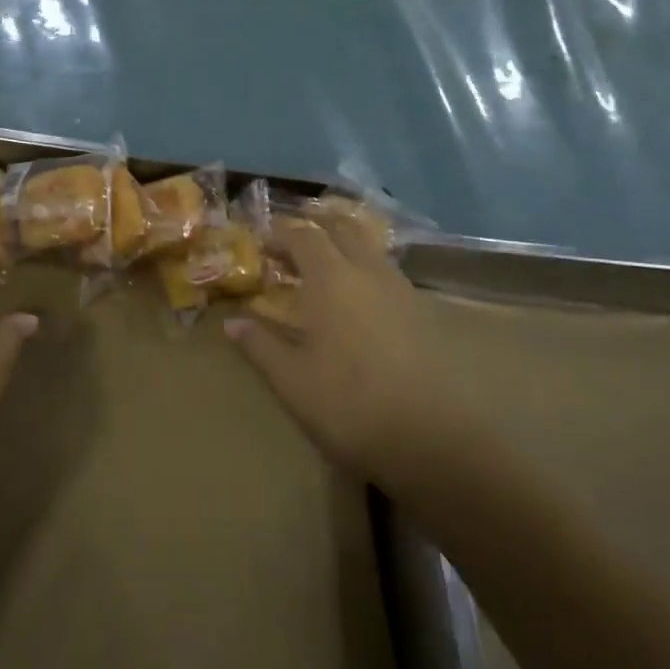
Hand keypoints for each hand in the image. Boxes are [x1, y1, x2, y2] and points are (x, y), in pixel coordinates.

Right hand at [226, 217, 445, 483]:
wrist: (437, 441)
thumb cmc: (351, 404)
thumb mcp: (292, 381)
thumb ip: (260, 345)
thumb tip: (232, 322)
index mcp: (331, 279)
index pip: (302, 236)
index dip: (280, 233)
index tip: (262, 243)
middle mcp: (368, 272)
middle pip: (342, 229)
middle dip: (316, 227)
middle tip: (293, 244)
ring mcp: (402, 290)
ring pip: (369, 249)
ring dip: (344, 246)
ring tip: (324, 268)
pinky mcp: (424, 314)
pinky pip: (388, 274)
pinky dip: (366, 272)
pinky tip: (359, 302)